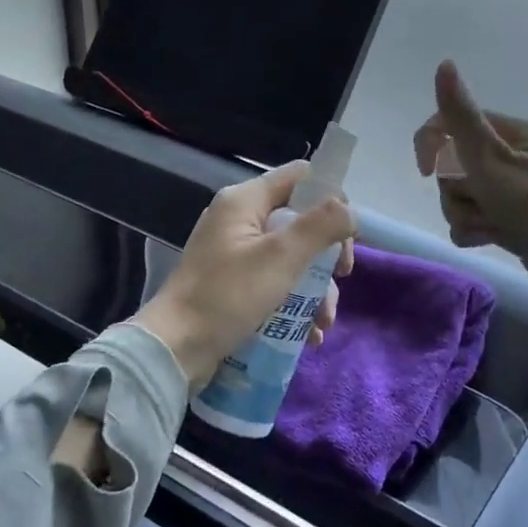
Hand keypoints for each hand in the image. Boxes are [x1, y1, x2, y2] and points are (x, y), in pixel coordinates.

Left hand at [132, 163, 356, 388]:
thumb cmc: (229, 295)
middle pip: (300, 220)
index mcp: (245, 200)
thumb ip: (320, 226)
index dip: (330, 199)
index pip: (300, 177)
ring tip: (324, 322)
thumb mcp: (281, 257)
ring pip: (292, 257)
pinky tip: (309, 333)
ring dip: (316, 287)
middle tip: (341, 278)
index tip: (347, 234)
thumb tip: (351, 211)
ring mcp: (236, 253)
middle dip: (326, 253)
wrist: (176, 349)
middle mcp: (240, 220)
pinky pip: (275, 282)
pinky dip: (295, 303)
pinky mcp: (234, 284)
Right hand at [413, 60, 527, 309]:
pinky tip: (489, 239)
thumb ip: (461, 116)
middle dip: (456, 189)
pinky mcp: (509, 221)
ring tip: (488, 225)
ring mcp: (511, 192)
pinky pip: (472, 220)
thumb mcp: (491, 158)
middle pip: (454, 165)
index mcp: (513, 134)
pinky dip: (474, 230)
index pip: (454, 124)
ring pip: (460, 196)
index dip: (432, 145)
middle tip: (479, 199)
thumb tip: (444, 64)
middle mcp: (512, 158)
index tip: (425, 170)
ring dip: (465, 213)